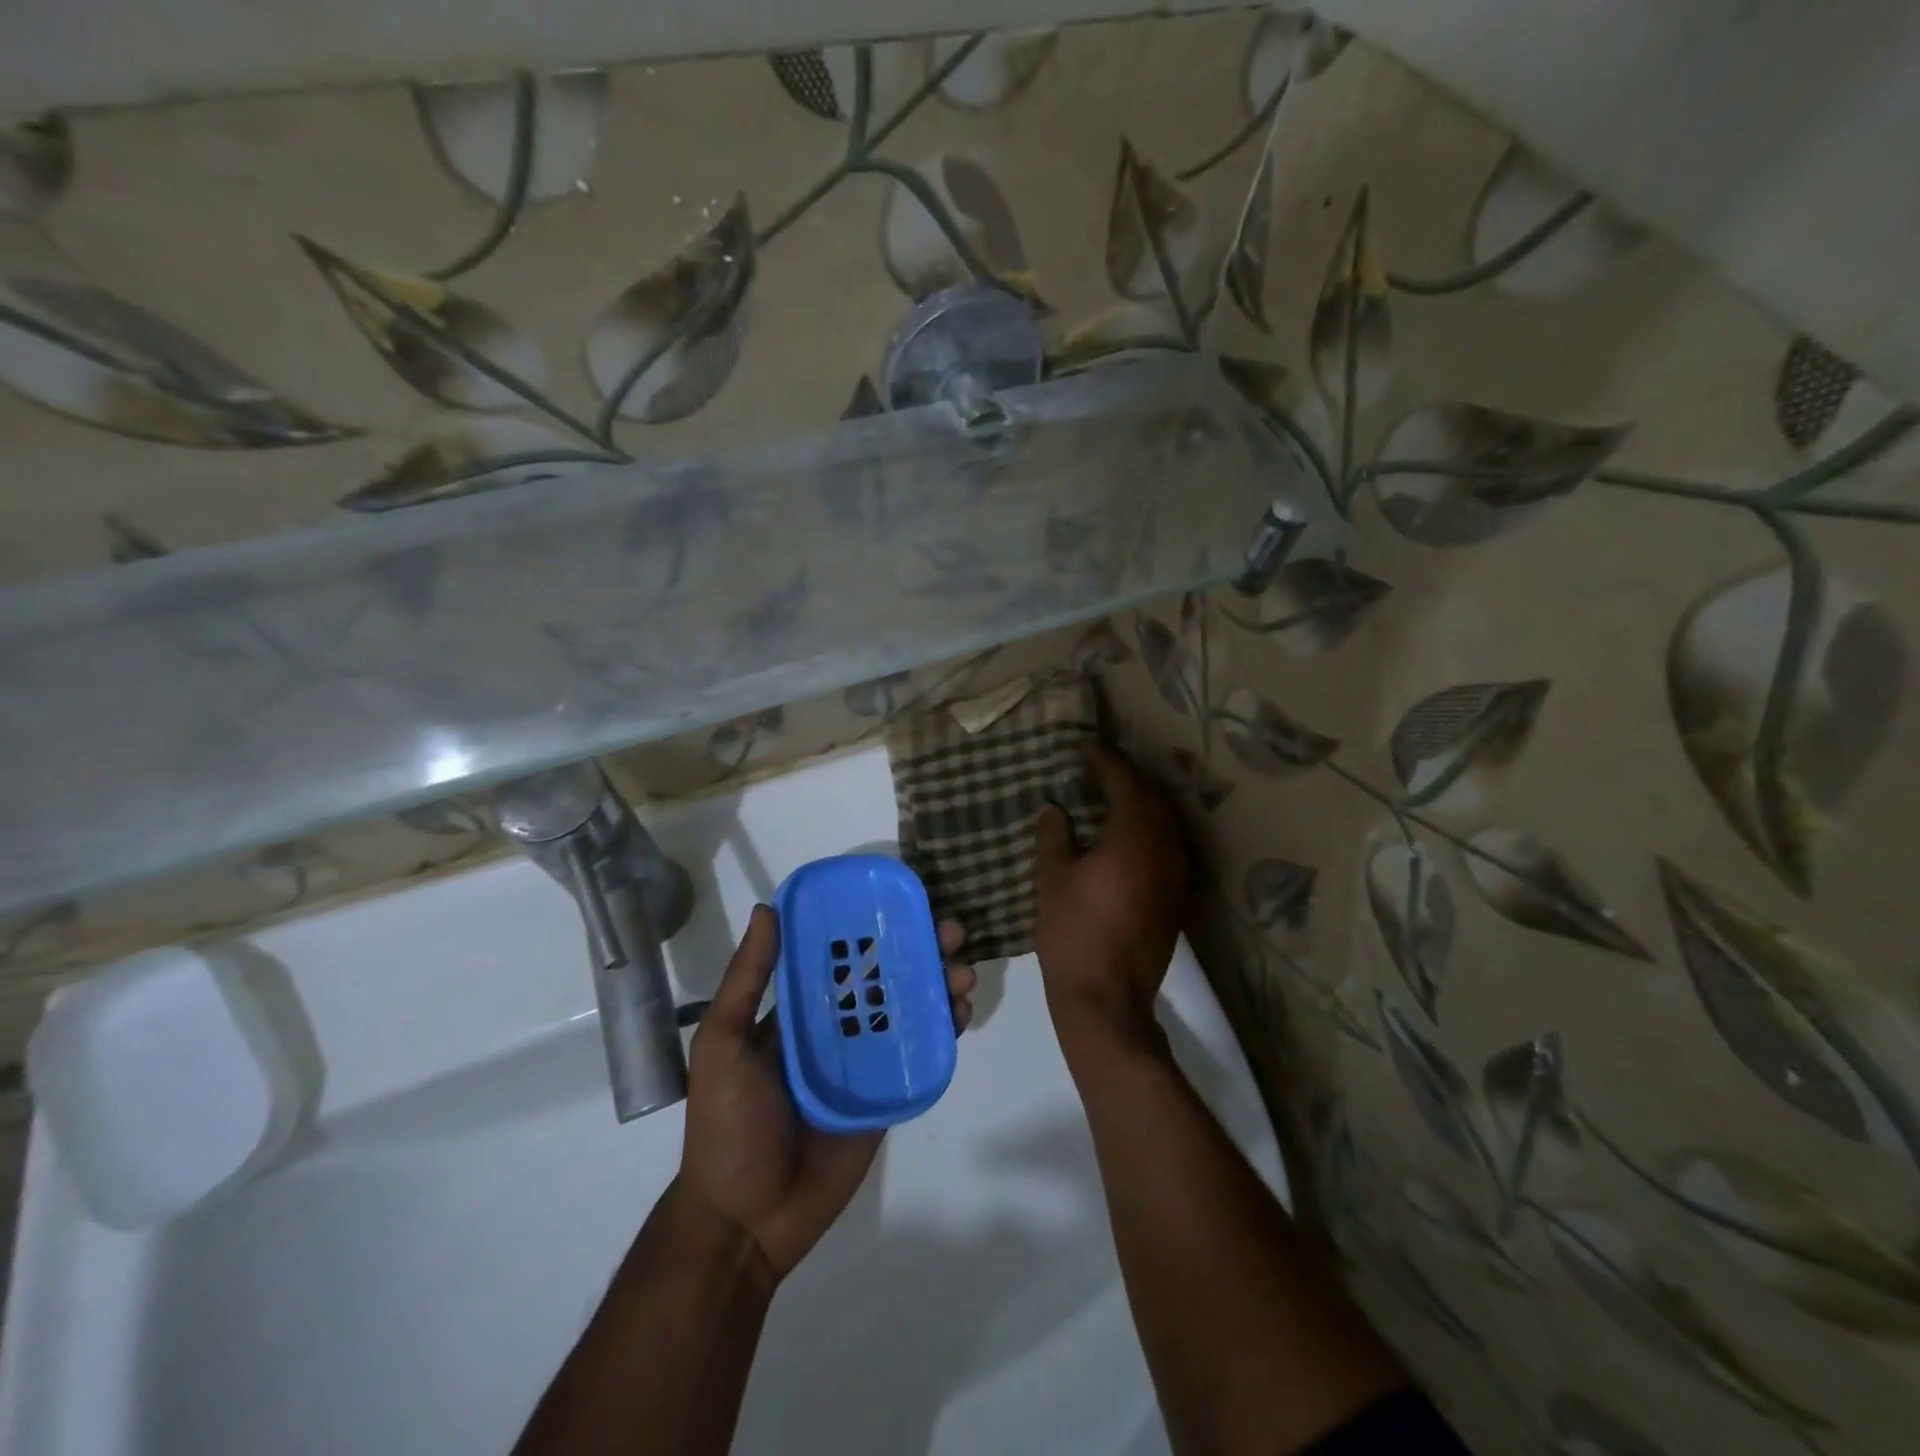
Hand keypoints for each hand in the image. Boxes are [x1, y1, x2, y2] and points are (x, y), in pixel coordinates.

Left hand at [678, 904, 975, 1282]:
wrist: (745, 1219)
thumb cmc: (728, 1123)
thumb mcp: (722, 1043)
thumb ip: (746, 980)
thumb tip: (767, 909)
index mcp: (799, 1010)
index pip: (841, 956)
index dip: (873, 927)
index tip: (904, 902)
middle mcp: (836, 1028)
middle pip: (886, 977)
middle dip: (920, 950)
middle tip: (951, 932)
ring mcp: (865, 1061)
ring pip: (910, 1010)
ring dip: (939, 985)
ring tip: (962, 972)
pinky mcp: (887, 1094)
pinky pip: (920, 1055)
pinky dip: (944, 1030)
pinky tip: (961, 1013)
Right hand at [1033, 746, 1192, 1047]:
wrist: (1106, 998)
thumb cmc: (1072, 933)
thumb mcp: (1052, 879)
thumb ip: (1055, 836)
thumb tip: (1055, 808)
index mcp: (1133, 838)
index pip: (1124, 784)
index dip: (1104, 763)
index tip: (1084, 751)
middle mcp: (1165, 849)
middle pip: (1154, 799)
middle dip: (1129, 780)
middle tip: (1100, 771)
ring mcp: (1178, 875)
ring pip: (1167, 824)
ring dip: (1144, 805)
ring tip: (1115, 798)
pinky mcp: (1179, 898)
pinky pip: (1170, 848)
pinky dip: (1152, 832)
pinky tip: (1130, 838)